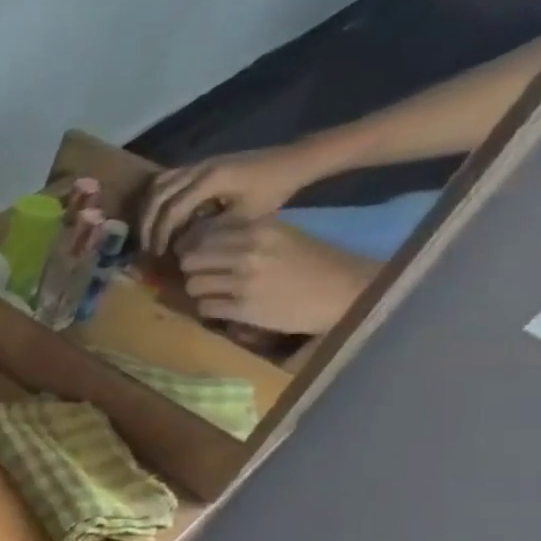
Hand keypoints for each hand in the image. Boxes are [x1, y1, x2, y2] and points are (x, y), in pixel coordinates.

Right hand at [140, 145, 317, 252]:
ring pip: (157, 187)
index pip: (172, 209)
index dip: (161, 234)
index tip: (158, 254)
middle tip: (146, 247)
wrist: (293, 161)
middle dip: (147, 224)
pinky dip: (156, 199)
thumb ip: (211, 230)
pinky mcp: (199, 165)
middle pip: (157, 196)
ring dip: (148, 211)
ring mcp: (197, 164)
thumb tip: (181, 246)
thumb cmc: (274, 190)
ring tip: (148, 232)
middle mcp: (198, 168)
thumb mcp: (246, 216)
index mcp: (211, 180)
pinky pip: (166, 180)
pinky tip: (158, 215)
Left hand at [178, 218, 379, 335]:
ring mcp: (244, 282)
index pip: (204, 236)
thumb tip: (204, 240)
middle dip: (192, 270)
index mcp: (259, 231)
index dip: (195, 248)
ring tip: (212, 293)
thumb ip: (247, 235)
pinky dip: (208, 309)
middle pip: (190, 261)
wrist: (349, 292)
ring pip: (193, 285)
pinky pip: (205, 307)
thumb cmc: (318, 263)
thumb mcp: (283, 237)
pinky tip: (222, 307)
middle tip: (202, 276)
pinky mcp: (244, 309)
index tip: (198, 256)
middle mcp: (248, 254)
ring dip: (198, 291)